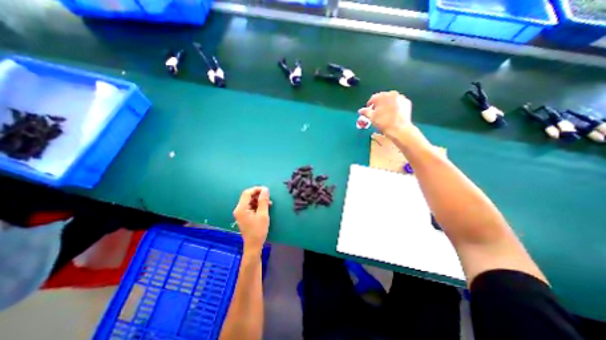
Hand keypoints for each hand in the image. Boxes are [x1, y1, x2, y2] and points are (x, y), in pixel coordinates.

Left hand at [232, 186, 268, 253]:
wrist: (253, 245)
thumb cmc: (258, 230)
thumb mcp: (263, 214)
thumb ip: (263, 201)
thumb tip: (265, 189)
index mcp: (241, 208)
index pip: (247, 193)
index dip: (257, 189)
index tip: (267, 190)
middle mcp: (239, 209)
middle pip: (248, 196)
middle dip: (258, 195)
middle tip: (268, 197)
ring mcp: (240, 213)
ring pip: (250, 201)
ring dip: (259, 200)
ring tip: (269, 203)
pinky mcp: (244, 216)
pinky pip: (250, 206)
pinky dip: (257, 205)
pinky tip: (265, 207)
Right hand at [356, 90, 413, 137]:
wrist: (399, 129)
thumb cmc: (383, 123)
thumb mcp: (372, 118)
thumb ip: (365, 112)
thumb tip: (360, 110)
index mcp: (382, 96)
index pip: (373, 98)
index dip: (369, 105)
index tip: (368, 111)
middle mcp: (392, 94)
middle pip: (382, 98)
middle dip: (379, 104)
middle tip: (377, 113)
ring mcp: (401, 97)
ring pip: (391, 100)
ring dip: (387, 105)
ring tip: (385, 114)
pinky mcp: (407, 102)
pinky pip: (398, 103)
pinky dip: (395, 106)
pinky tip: (393, 114)